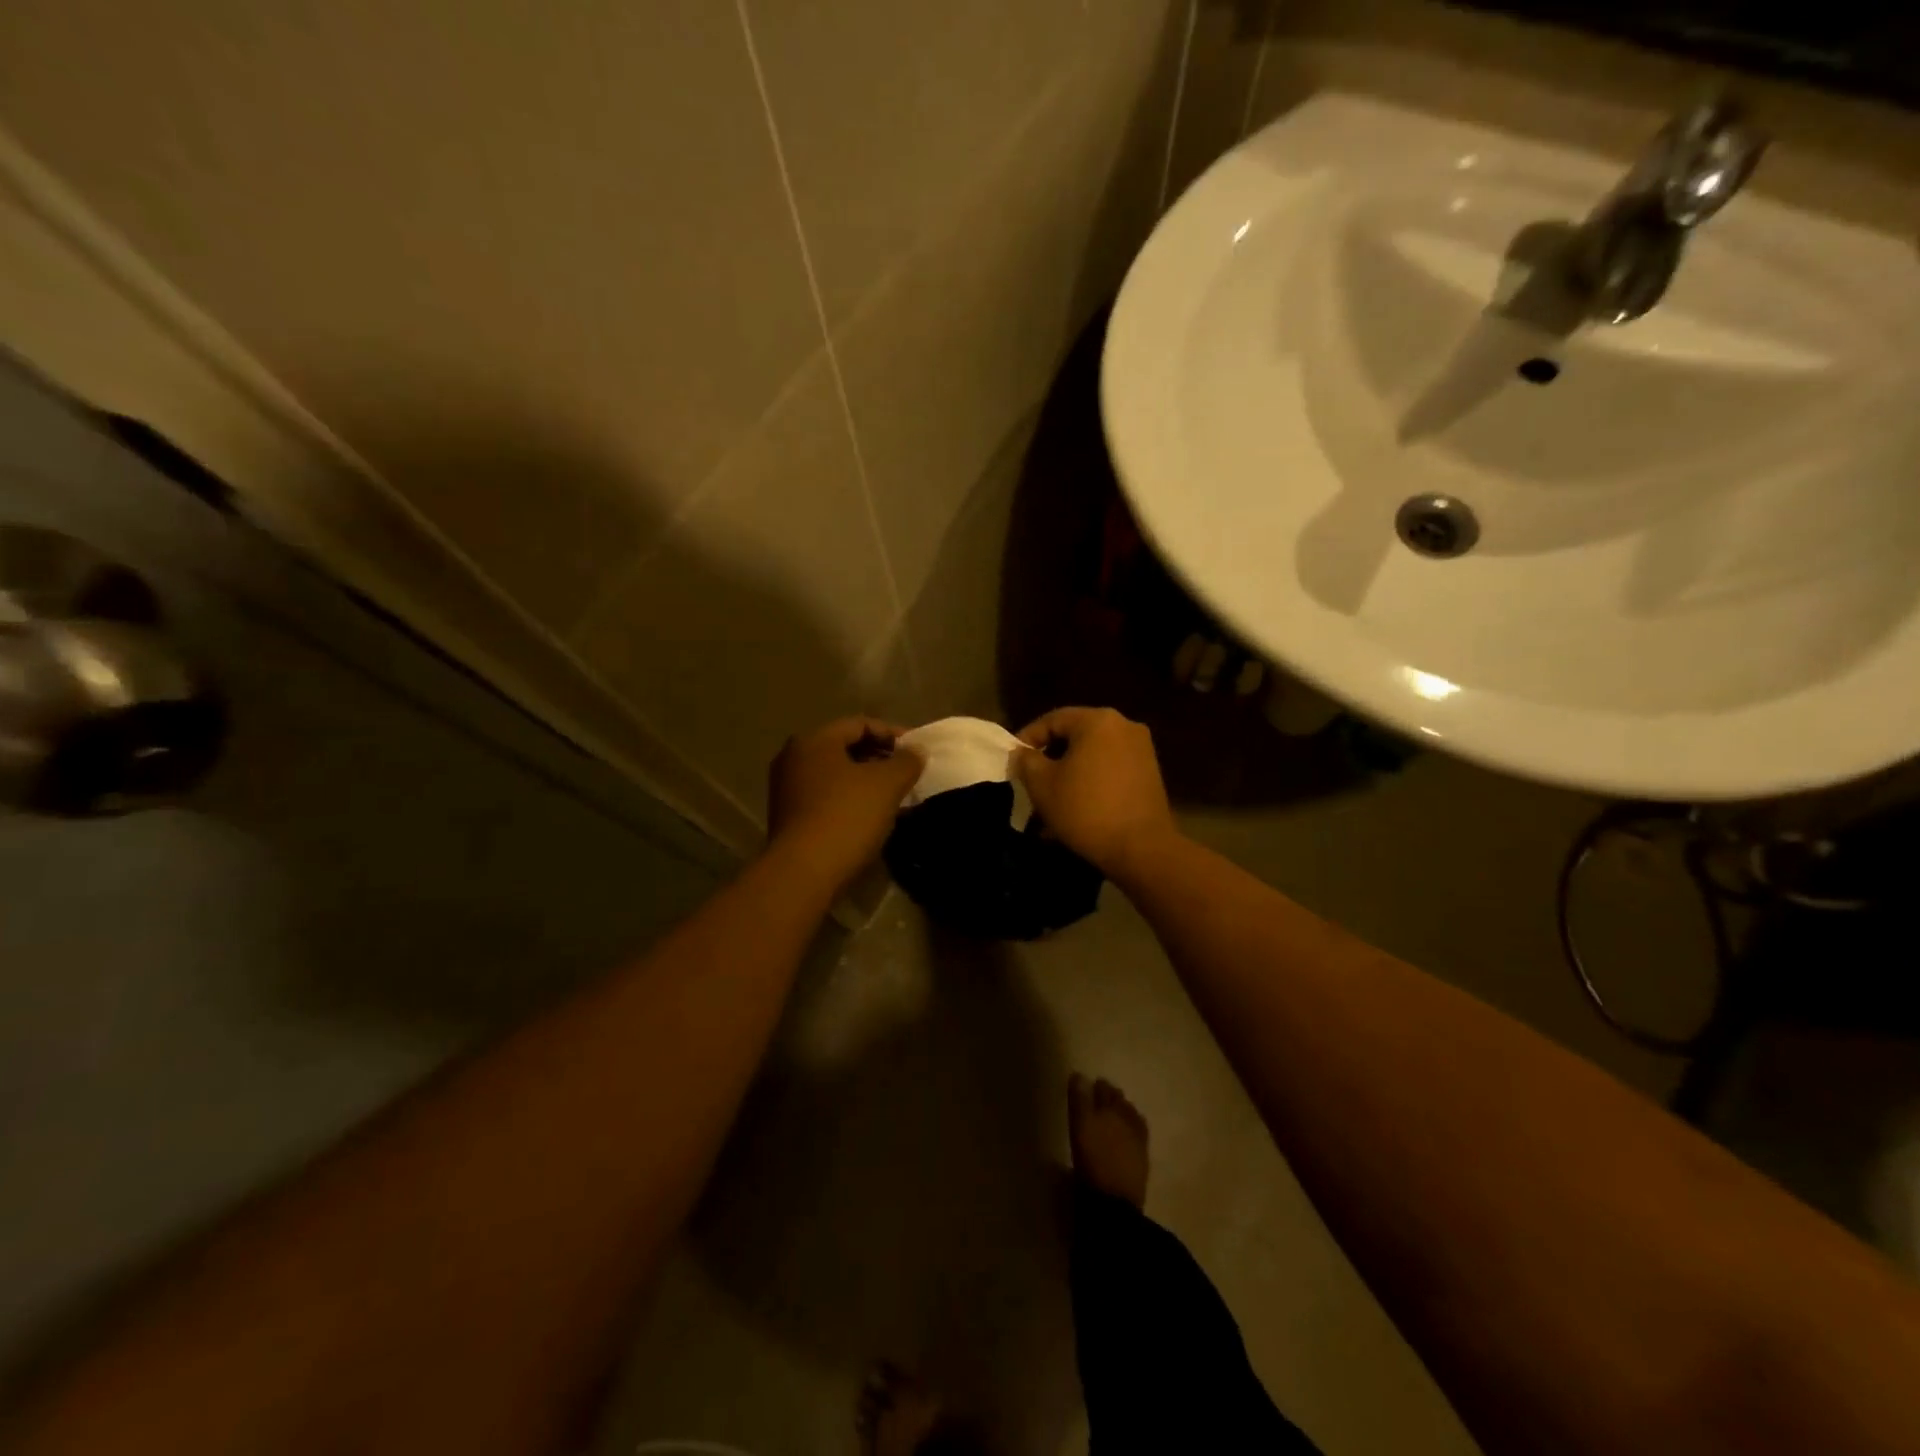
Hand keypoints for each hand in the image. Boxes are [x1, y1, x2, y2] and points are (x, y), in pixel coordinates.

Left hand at [767, 717, 923, 893]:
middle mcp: (793, 758)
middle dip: (879, 758)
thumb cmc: (847, 816)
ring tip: (894, 796)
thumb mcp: (887, 784)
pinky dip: (850, 800)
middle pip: (845, 748)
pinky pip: (826, 797)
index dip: (892, 733)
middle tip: (907, 773)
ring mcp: (786, 789)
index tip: (916, 751)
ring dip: (866, 781)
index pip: (859, 724)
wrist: (804, 873)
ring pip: (836, 775)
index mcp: (814, 740)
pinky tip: (871, 817)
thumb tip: (916, 751)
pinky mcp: (788, 818)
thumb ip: (906, 761)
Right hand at [1012, 707, 1177, 879]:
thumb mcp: (1042, 784)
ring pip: (1092, 757)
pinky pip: (1109, 771)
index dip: (1027, 738)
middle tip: (1029, 782)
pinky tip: (1074, 811)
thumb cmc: (1086, 809)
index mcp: (1098, 721)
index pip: (1053, 720)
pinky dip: (1089, 785)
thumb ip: (1026, 761)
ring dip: (1068, 776)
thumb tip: (1022, 754)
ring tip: (1048, 804)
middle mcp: (1124, 727)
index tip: (1012, 761)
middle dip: (1049, 760)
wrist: (1141, 849)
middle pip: (1075, 737)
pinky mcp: (1150, 775)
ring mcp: (1141, 751)